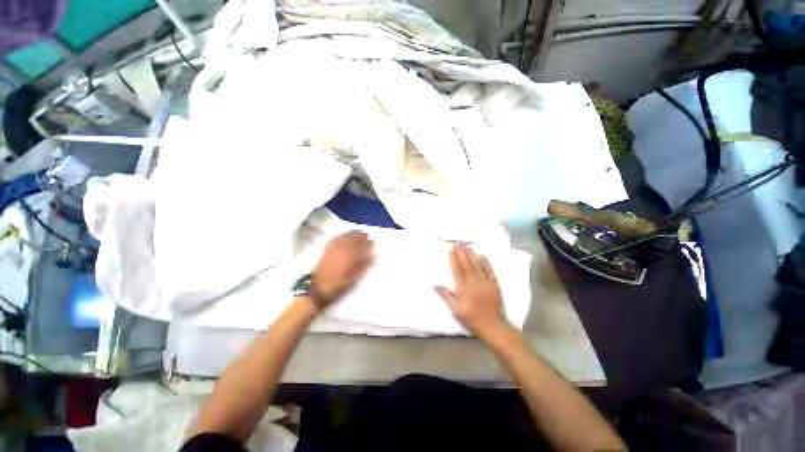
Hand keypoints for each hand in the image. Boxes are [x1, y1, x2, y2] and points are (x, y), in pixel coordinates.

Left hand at [312, 231, 374, 306]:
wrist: (318, 288)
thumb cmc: (338, 285)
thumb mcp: (354, 277)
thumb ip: (364, 265)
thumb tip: (373, 256)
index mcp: (351, 257)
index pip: (362, 246)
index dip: (368, 243)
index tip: (373, 241)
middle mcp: (342, 250)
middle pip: (353, 239)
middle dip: (360, 236)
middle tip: (366, 234)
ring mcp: (334, 249)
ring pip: (344, 237)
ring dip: (352, 234)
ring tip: (357, 231)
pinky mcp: (327, 250)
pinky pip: (335, 239)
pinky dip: (341, 235)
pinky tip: (343, 235)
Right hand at [435, 244, 505, 335]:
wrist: (493, 326)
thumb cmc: (471, 318)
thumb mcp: (456, 310)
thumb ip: (446, 296)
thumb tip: (436, 286)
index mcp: (463, 289)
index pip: (457, 270)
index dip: (454, 259)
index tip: (451, 249)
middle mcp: (474, 283)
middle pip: (466, 265)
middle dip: (462, 252)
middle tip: (458, 242)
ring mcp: (485, 283)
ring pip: (477, 266)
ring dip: (472, 254)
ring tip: (467, 245)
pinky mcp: (494, 285)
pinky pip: (489, 271)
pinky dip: (486, 263)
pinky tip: (482, 255)